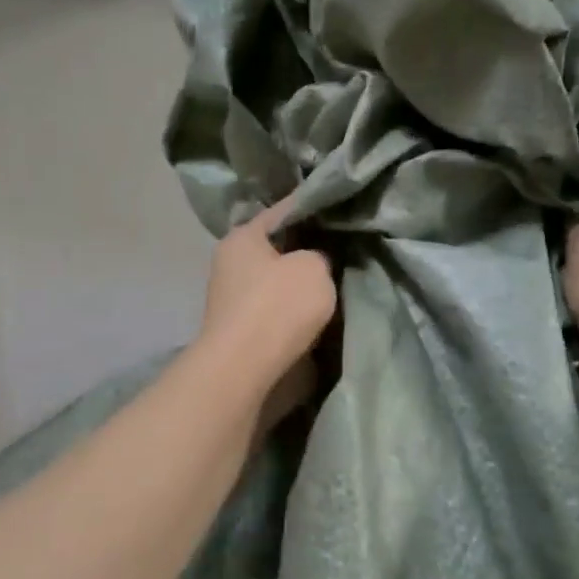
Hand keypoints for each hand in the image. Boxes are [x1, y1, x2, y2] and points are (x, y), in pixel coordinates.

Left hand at [197, 195, 336, 418]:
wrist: (247, 370)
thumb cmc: (278, 306)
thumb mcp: (314, 267)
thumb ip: (320, 255)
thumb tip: (315, 263)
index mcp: (243, 237)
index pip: (284, 211)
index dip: (315, 208)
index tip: (342, 209)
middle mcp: (232, 263)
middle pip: (280, 249)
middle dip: (310, 251)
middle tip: (346, 249)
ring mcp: (235, 300)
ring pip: (280, 282)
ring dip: (304, 286)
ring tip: (341, 281)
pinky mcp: (245, 331)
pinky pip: (280, 311)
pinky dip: (298, 311)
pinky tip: (324, 311)